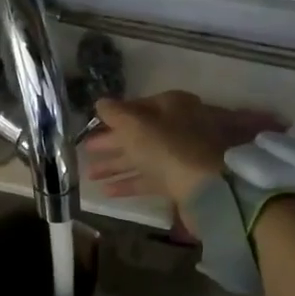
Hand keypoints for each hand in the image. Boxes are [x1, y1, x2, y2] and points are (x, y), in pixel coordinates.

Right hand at [86, 92, 289, 210]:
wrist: (208, 187)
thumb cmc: (168, 147)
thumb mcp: (134, 124)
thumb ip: (114, 112)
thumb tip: (100, 103)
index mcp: (172, 105)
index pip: (138, 106)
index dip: (114, 116)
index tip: (93, 125)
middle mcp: (179, 127)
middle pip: (139, 133)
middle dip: (111, 143)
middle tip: (86, 151)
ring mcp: (182, 155)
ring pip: (143, 158)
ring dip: (115, 165)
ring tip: (89, 175)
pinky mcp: (182, 181)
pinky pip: (150, 179)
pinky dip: (129, 184)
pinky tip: (106, 192)